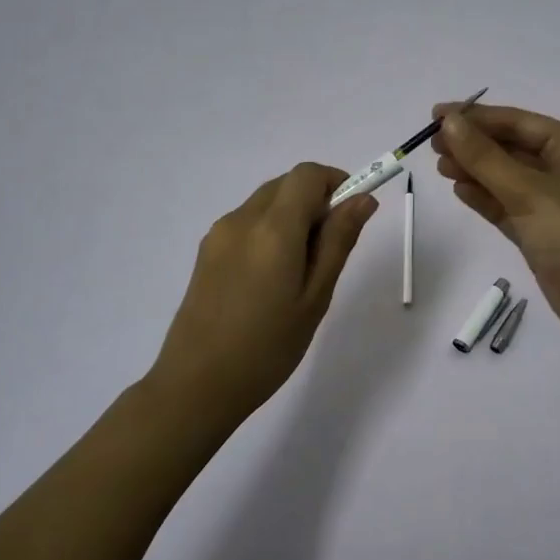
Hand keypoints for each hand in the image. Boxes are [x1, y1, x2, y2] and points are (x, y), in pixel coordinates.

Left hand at [147, 163, 377, 423]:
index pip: (307, 174)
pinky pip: (247, 223)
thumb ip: (339, 241)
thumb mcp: (316, 296)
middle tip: (331, 248)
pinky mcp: (206, 252)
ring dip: (292, 216)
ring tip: (301, 271)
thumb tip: (363, 199)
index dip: (336, 181)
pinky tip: (272, 278)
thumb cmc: (268, 347)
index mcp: (273, 228)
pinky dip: (270, 231)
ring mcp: (219, 234)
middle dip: (316, 200)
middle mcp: (242, 219)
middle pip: (286, 184)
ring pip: (266, 202)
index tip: (353, 213)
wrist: (197, 385)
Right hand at [431, 103, 559, 342]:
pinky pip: (506, 205)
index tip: (436, 116)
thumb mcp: (528, 192)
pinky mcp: (540, 232)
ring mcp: (552, 203)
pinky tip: (459, 190)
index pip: (518, 122)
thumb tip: (449, 122)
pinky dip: (484, 197)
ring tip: (439, 166)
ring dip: (474, 169)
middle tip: (431, 144)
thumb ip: (485, 157)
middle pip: (510, 147)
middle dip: (473, 144)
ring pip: (505, 177)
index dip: (477, 117)